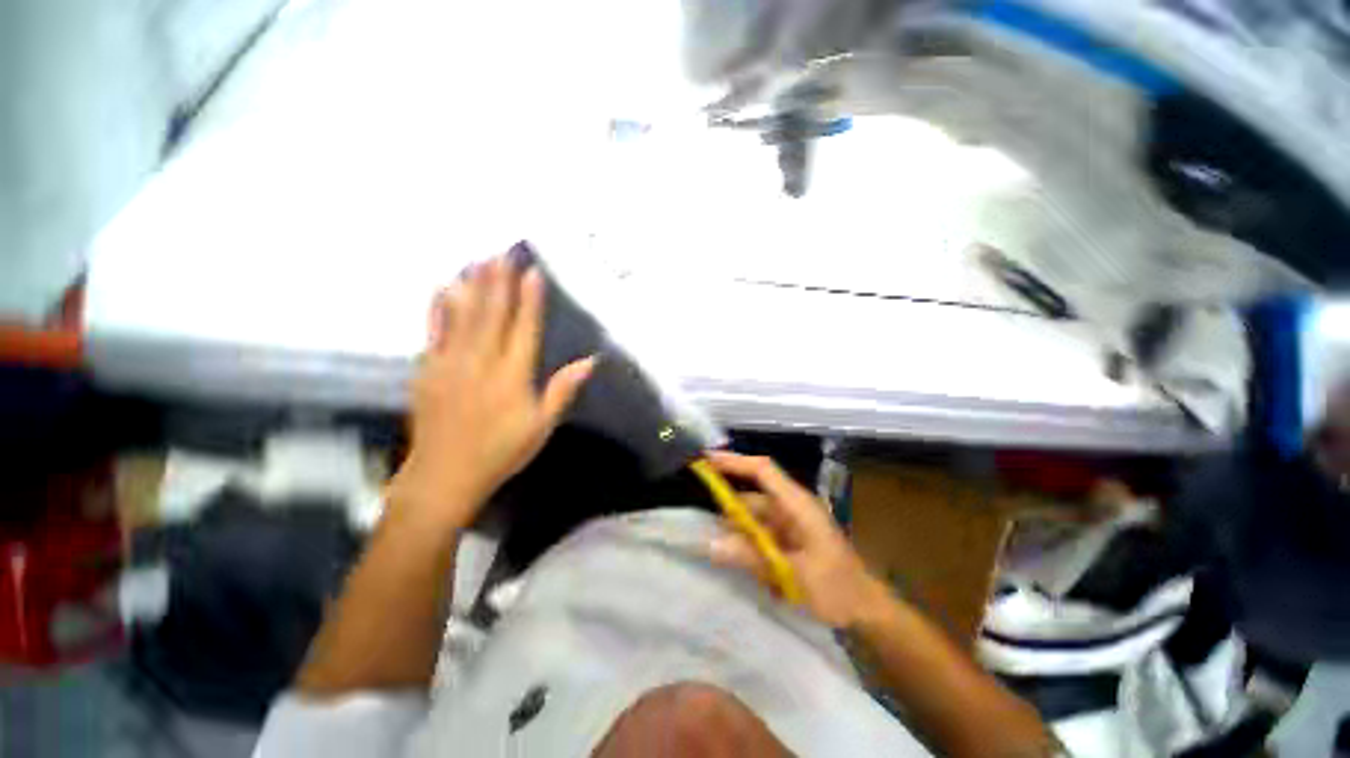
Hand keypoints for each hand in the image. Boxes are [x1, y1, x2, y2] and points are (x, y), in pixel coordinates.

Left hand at [389, 255, 594, 527]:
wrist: (444, 474)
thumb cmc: (501, 451)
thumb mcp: (541, 425)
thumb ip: (563, 389)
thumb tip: (590, 361)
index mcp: (513, 376)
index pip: (524, 329)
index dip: (531, 300)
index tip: (533, 272)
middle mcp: (482, 362)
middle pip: (493, 314)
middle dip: (499, 281)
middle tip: (503, 251)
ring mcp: (451, 363)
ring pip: (464, 316)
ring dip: (473, 285)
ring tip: (479, 259)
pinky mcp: (428, 370)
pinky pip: (434, 331)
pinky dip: (440, 308)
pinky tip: (443, 288)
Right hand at [706, 451, 889, 628]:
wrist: (866, 611)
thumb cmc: (837, 589)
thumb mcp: (793, 574)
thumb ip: (751, 557)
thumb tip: (710, 543)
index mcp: (797, 504)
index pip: (762, 471)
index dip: (734, 462)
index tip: (706, 460)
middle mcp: (790, 508)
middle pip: (751, 498)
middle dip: (727, 511)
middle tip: (700, 526)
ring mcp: (788, 524)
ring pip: (752, 520)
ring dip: (737, 534)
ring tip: (718, 550)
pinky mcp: (787, 540)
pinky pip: (758, 536)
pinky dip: (747, 546)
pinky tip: (739, 562)